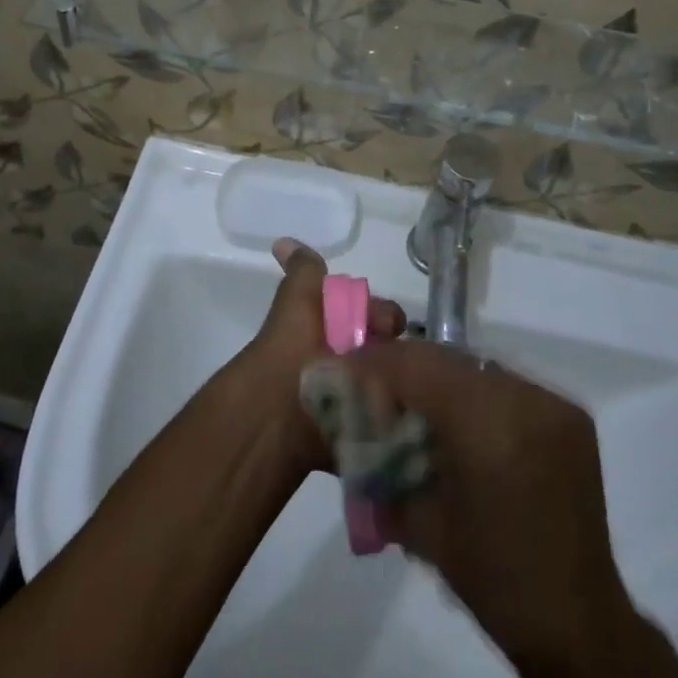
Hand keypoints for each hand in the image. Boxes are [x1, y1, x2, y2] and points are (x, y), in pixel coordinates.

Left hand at [235, 239, 405, 473]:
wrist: (278, 419)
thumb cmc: (292, 353)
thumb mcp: (298, 302)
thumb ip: (303, 272)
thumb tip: (282, 241)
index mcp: (334, 330)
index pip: (379, 317)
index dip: (385, 317)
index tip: (387, 326)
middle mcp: (346, 362)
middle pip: (389, 350)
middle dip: (395, 353)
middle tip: (392, 362)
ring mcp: (356, 401)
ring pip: (393, 384)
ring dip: (399, 386)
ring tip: (399, 391)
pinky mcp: (364, 436)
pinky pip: (392, 422)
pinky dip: (396, 418)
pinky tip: (398, 414)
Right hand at [339, 340, 632, 668]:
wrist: (578, 625)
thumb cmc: (492, 581)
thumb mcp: (420, 524)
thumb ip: (382, 463)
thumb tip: (350, 425)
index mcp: (486, 426)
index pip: (417, 364)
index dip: (376, 361)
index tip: (345, 369)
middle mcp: (524, 399)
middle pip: (447, 359)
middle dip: (405, 368)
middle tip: (374, 386)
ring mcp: (552, 403)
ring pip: (477, 368)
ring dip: (441, 379)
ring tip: (415, 404)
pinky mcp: (571, 414)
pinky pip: (508, 385)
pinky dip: (476, 395)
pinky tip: (462, 423)